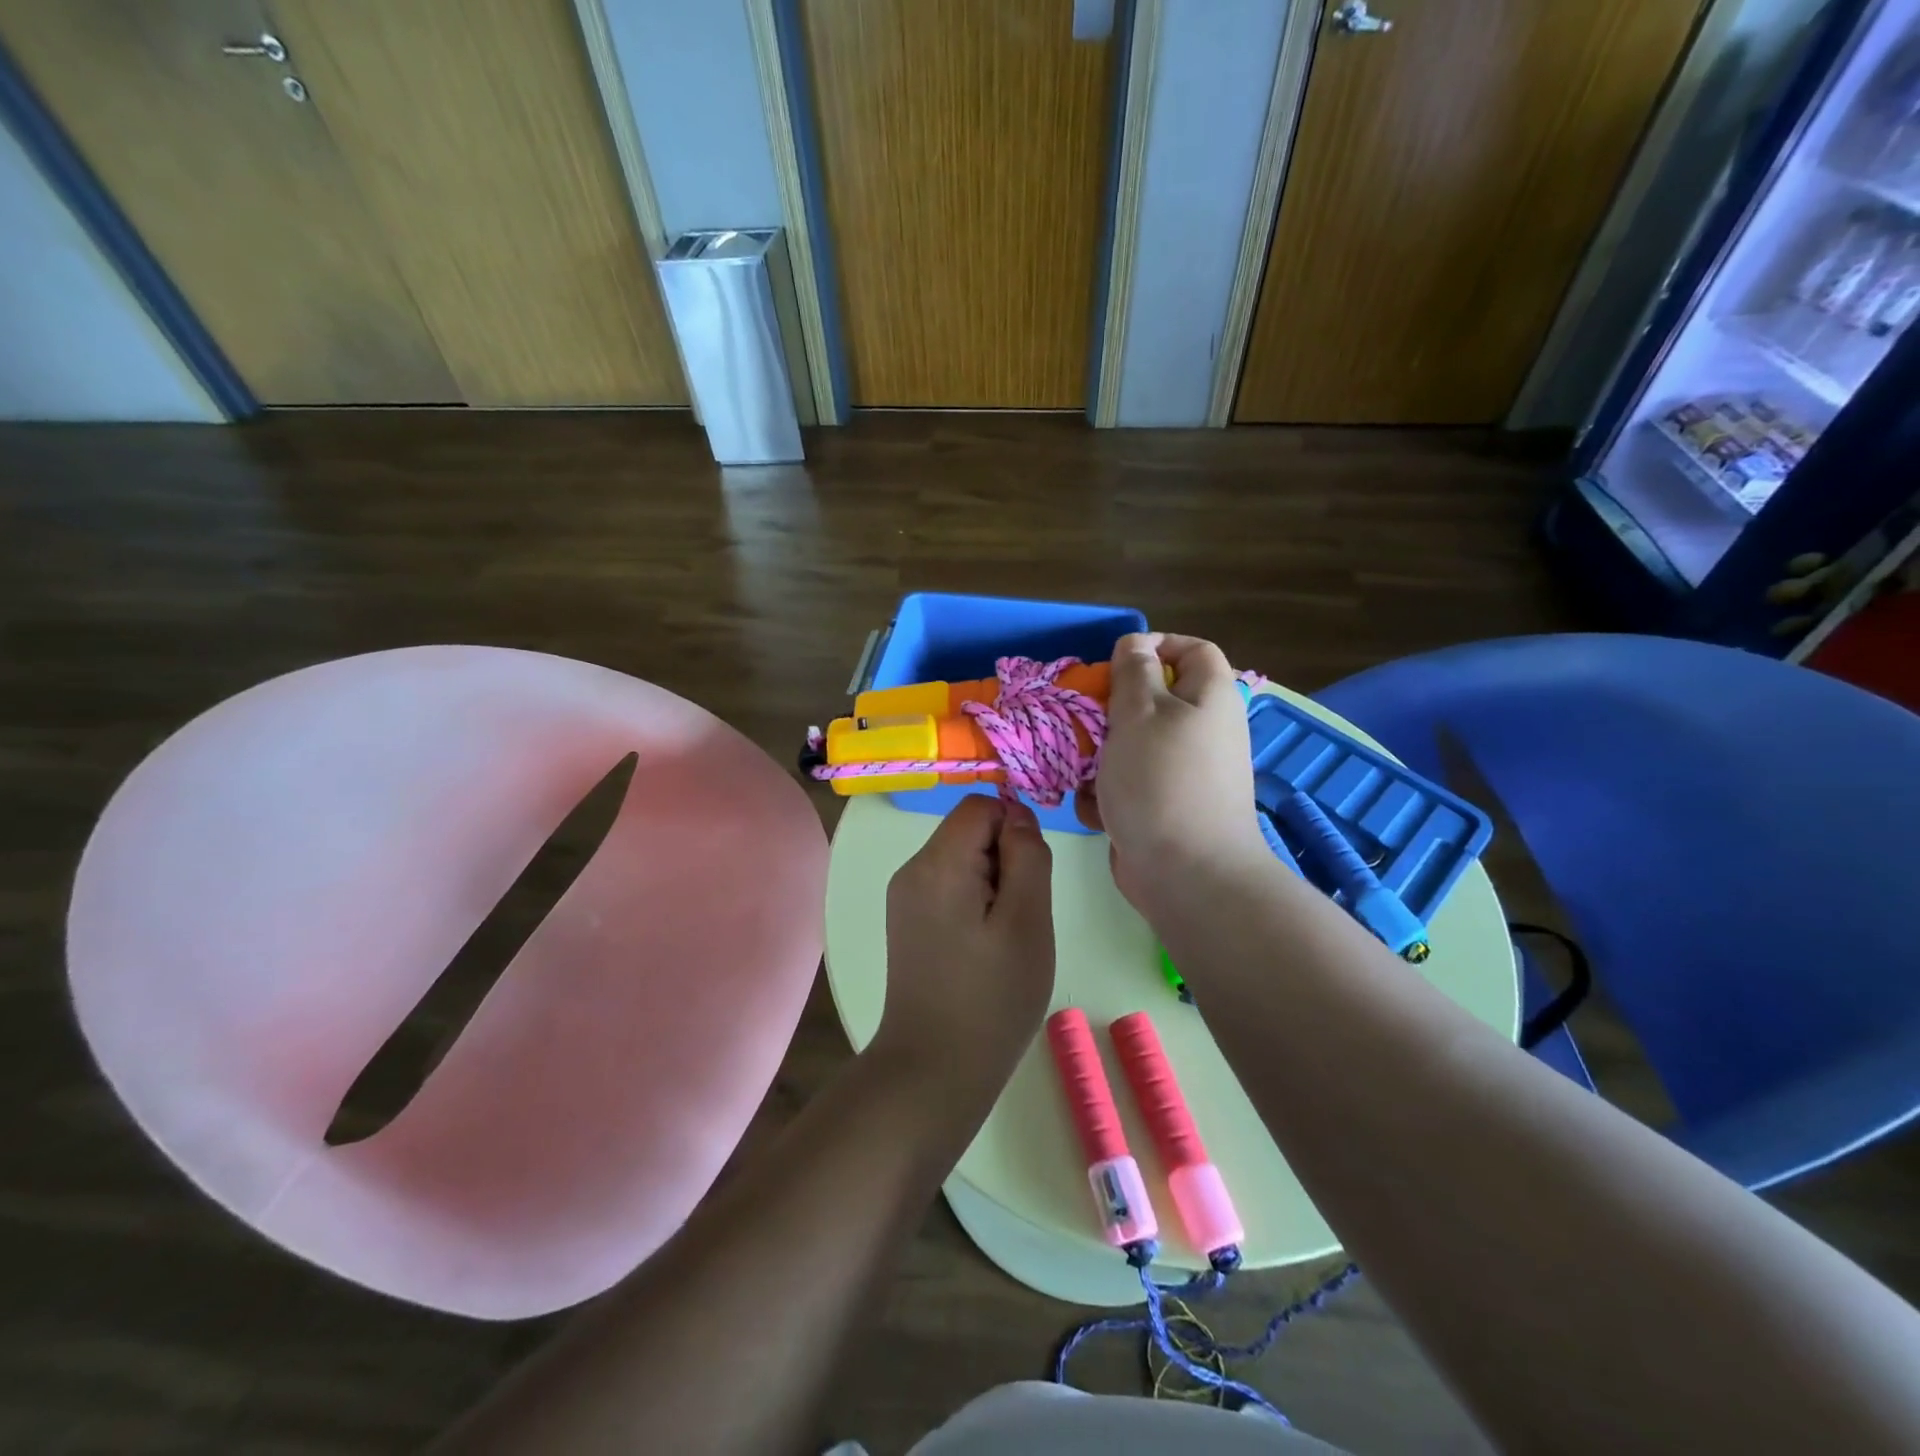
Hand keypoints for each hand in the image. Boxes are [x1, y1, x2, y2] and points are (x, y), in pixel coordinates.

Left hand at [874, 795, 1054, 1105]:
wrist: (933, 1070)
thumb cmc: (991, 997)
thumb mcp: (1028, 921)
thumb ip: (1028, 857)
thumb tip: (1018, 816)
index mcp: (937, 862)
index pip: (981, 806)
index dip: (1014, 829)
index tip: (1030, 879)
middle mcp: (912, 870)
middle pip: (968, 831)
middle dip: (1004, 860)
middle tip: (1019, 917)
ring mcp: (904, 898)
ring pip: (961, 860)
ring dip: (992, 884)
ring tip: (1002, 938)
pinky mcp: (907, 923)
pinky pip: (948, 887)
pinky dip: (974, 903)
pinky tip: (982, 948)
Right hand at [1077, 633, 1267, 911]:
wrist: (1186, 873)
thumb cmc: (1161, 780)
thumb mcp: (1140, 712)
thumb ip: (1134, 672)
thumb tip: (1136, 645)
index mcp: (1209, 699)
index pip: (1193, 650)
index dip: (1157, 645)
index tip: (1115, 663)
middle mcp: (1202, 732)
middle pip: (1153, 700)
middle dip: (1111, 711)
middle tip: (1084, 721)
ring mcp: (1183, 773)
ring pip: (1132, 746)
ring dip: (1101, 757)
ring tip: (1083, 772)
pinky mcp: (1164, 807)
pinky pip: (1130, 784)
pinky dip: (1109, 794)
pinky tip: (1097, 810)